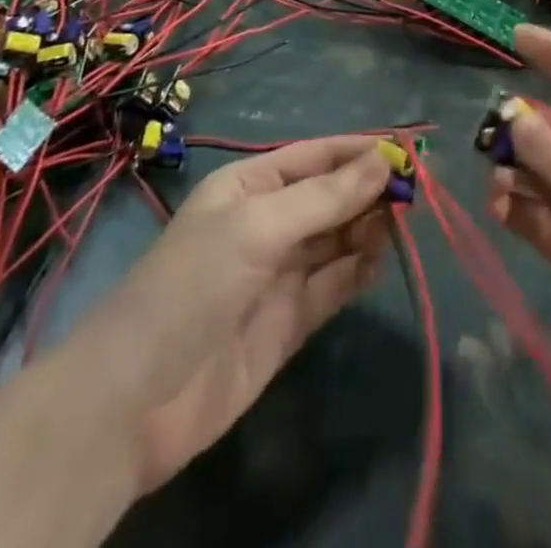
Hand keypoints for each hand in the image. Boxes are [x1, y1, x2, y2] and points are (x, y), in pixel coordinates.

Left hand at [85, 137, 391, 503]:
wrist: (135, 401)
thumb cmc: (194, 284)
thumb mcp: (258, 226)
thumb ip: (325, 197)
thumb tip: (384, 160)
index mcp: (249, 187)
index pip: (315, 156)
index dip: (359, 151)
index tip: (408, 149)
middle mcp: (266, 223)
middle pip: (330, 196)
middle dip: (369, 190)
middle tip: (415, 191)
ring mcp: (278, 273)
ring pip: (337, 239)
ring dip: (368, 228)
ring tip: (402, 224)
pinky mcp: (288, 321)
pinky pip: (333, 284)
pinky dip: (358, 270)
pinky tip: (380, 260)